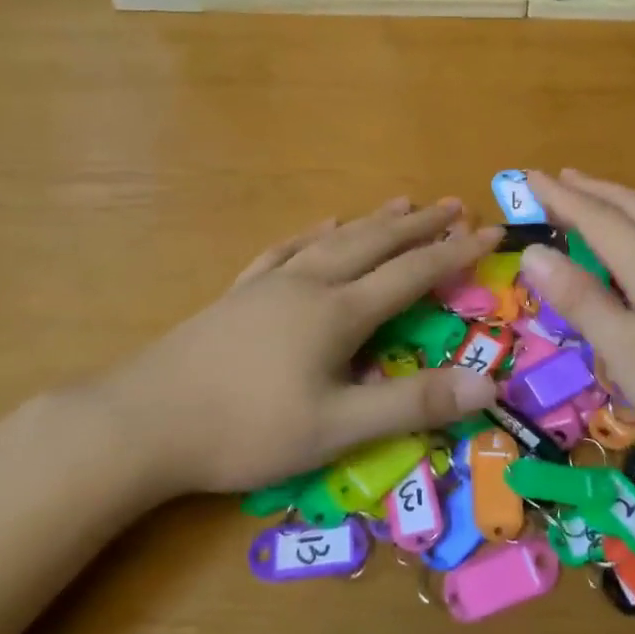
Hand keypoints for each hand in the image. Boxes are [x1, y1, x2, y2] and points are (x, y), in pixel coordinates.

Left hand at [89, 198, 502, 493]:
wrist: (142, 422)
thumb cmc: (245, 430)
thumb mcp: (336, 427)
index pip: (412, 273)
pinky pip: (286, 251)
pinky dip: (313, 234)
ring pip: (333, 240)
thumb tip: (487, 382)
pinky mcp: (239, 295)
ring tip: (401, 203)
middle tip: (455, 205)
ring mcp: (269, 285)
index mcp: (338, 311)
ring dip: (373, 221)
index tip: (492, 231)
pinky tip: (321, 227)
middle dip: (419, 225)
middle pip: (374, 243)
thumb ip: (412, 403)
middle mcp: (309, 284)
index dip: (455, 252)